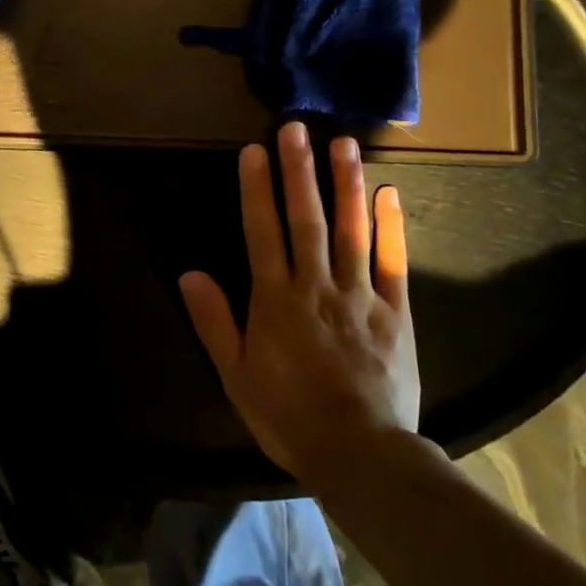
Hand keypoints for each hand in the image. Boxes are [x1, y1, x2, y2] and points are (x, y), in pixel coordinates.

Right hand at [179, 121, 420, 481]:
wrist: (361, 456)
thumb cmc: (290, 416)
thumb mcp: (237, 376)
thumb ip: (215, 322)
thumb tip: (190, 273)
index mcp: (276, 299)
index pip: (262, 231)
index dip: (257, 189)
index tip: (255, 150)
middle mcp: (316, 285)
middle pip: (306, 218)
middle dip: (299, 171)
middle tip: (296, 128)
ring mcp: (359, 295)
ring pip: (350, 230)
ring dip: (345, 184)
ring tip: (343, 143)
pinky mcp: (395, 312)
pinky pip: (393, 262)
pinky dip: (391, 226)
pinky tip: (388, 192)